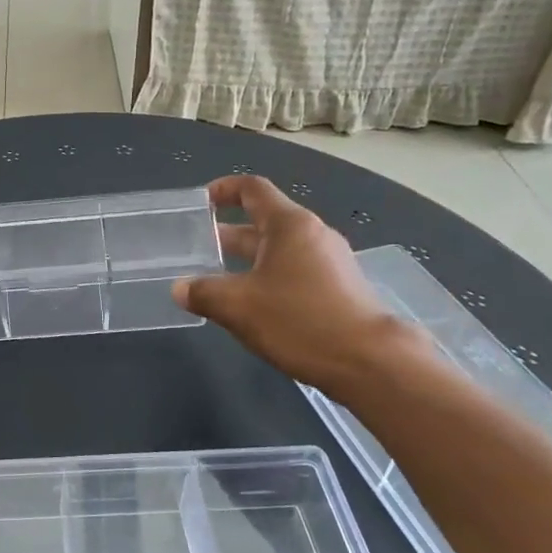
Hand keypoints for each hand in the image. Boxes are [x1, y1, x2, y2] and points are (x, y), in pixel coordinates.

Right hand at [171, 176, 425, 395]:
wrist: (370, 363)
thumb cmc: (300, 321)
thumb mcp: (239, 306)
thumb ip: (203, 293)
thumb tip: (180, 289)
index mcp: (290, 225)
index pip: (253, 189)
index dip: (225, 189)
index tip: (202, 201)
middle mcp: (313, 235)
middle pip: (266, 221)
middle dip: (231, 233)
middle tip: (200, 247)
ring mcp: (331, 262)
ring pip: (280, 250)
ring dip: (249, 258)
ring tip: (221, 278)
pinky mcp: (340, 289)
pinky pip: (296, 271)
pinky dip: (270, 277)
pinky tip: (255, 304)